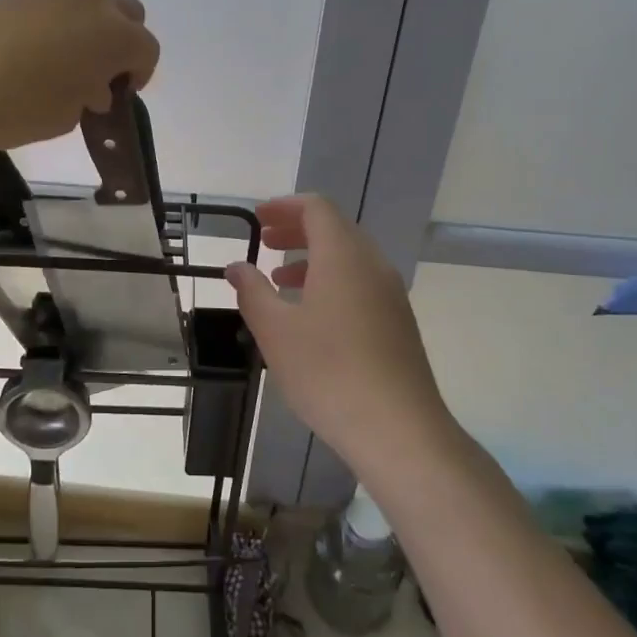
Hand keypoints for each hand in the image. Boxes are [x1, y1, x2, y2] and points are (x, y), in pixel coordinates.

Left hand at [0, 0, 159, 153]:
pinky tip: (26, 49)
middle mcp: (90, 2)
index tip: (120, 95)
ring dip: (88, 23)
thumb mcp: (66, 116)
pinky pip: (50, 0)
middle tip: (99, 71)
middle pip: (125, 10)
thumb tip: (90, 85)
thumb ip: (88, 96)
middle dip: (121, 38)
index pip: (146, 49)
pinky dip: (52, 19)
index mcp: (114, 35)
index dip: (140, 73)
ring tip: (63, 57)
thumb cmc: (17, 107)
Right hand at [227, 195, 451, 476]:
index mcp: (343, 255)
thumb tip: (237, 267)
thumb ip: (252, 291)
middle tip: (265, 242)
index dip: (284, 206)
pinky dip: (332, 281)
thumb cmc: (328, 371)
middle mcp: (372, 264)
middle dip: (296, 230)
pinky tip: (312, 316)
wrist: (399, 430)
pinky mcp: (399, 323)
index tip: (258, 218)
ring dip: (313, 258)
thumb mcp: (275, 330)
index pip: (316, 208)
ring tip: (281, 281)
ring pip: (349, 258)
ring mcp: (391, 294)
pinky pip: (361, 283)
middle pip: (334, 229)